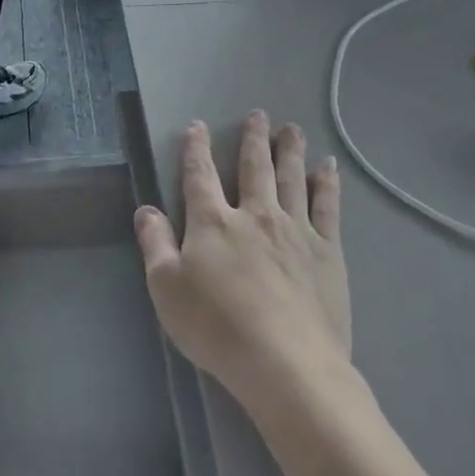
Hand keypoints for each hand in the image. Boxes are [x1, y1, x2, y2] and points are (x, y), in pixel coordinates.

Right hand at [134, 113, 350, 399]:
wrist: (285, 361)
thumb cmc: (216, 327)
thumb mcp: (166, 288)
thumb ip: (155, 244)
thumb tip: (146, 209)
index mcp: (213, 222)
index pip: (200, 175)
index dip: (196, 148)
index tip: (198, 126)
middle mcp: (255, 215)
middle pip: (254, 167)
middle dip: (253, 139)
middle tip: (259, 114)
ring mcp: (295, 230)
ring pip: (292, 178)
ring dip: (290, 150)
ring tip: (292, 129)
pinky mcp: (327, 250)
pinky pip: (327, 205)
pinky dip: (327, 183)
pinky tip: (328, 167)